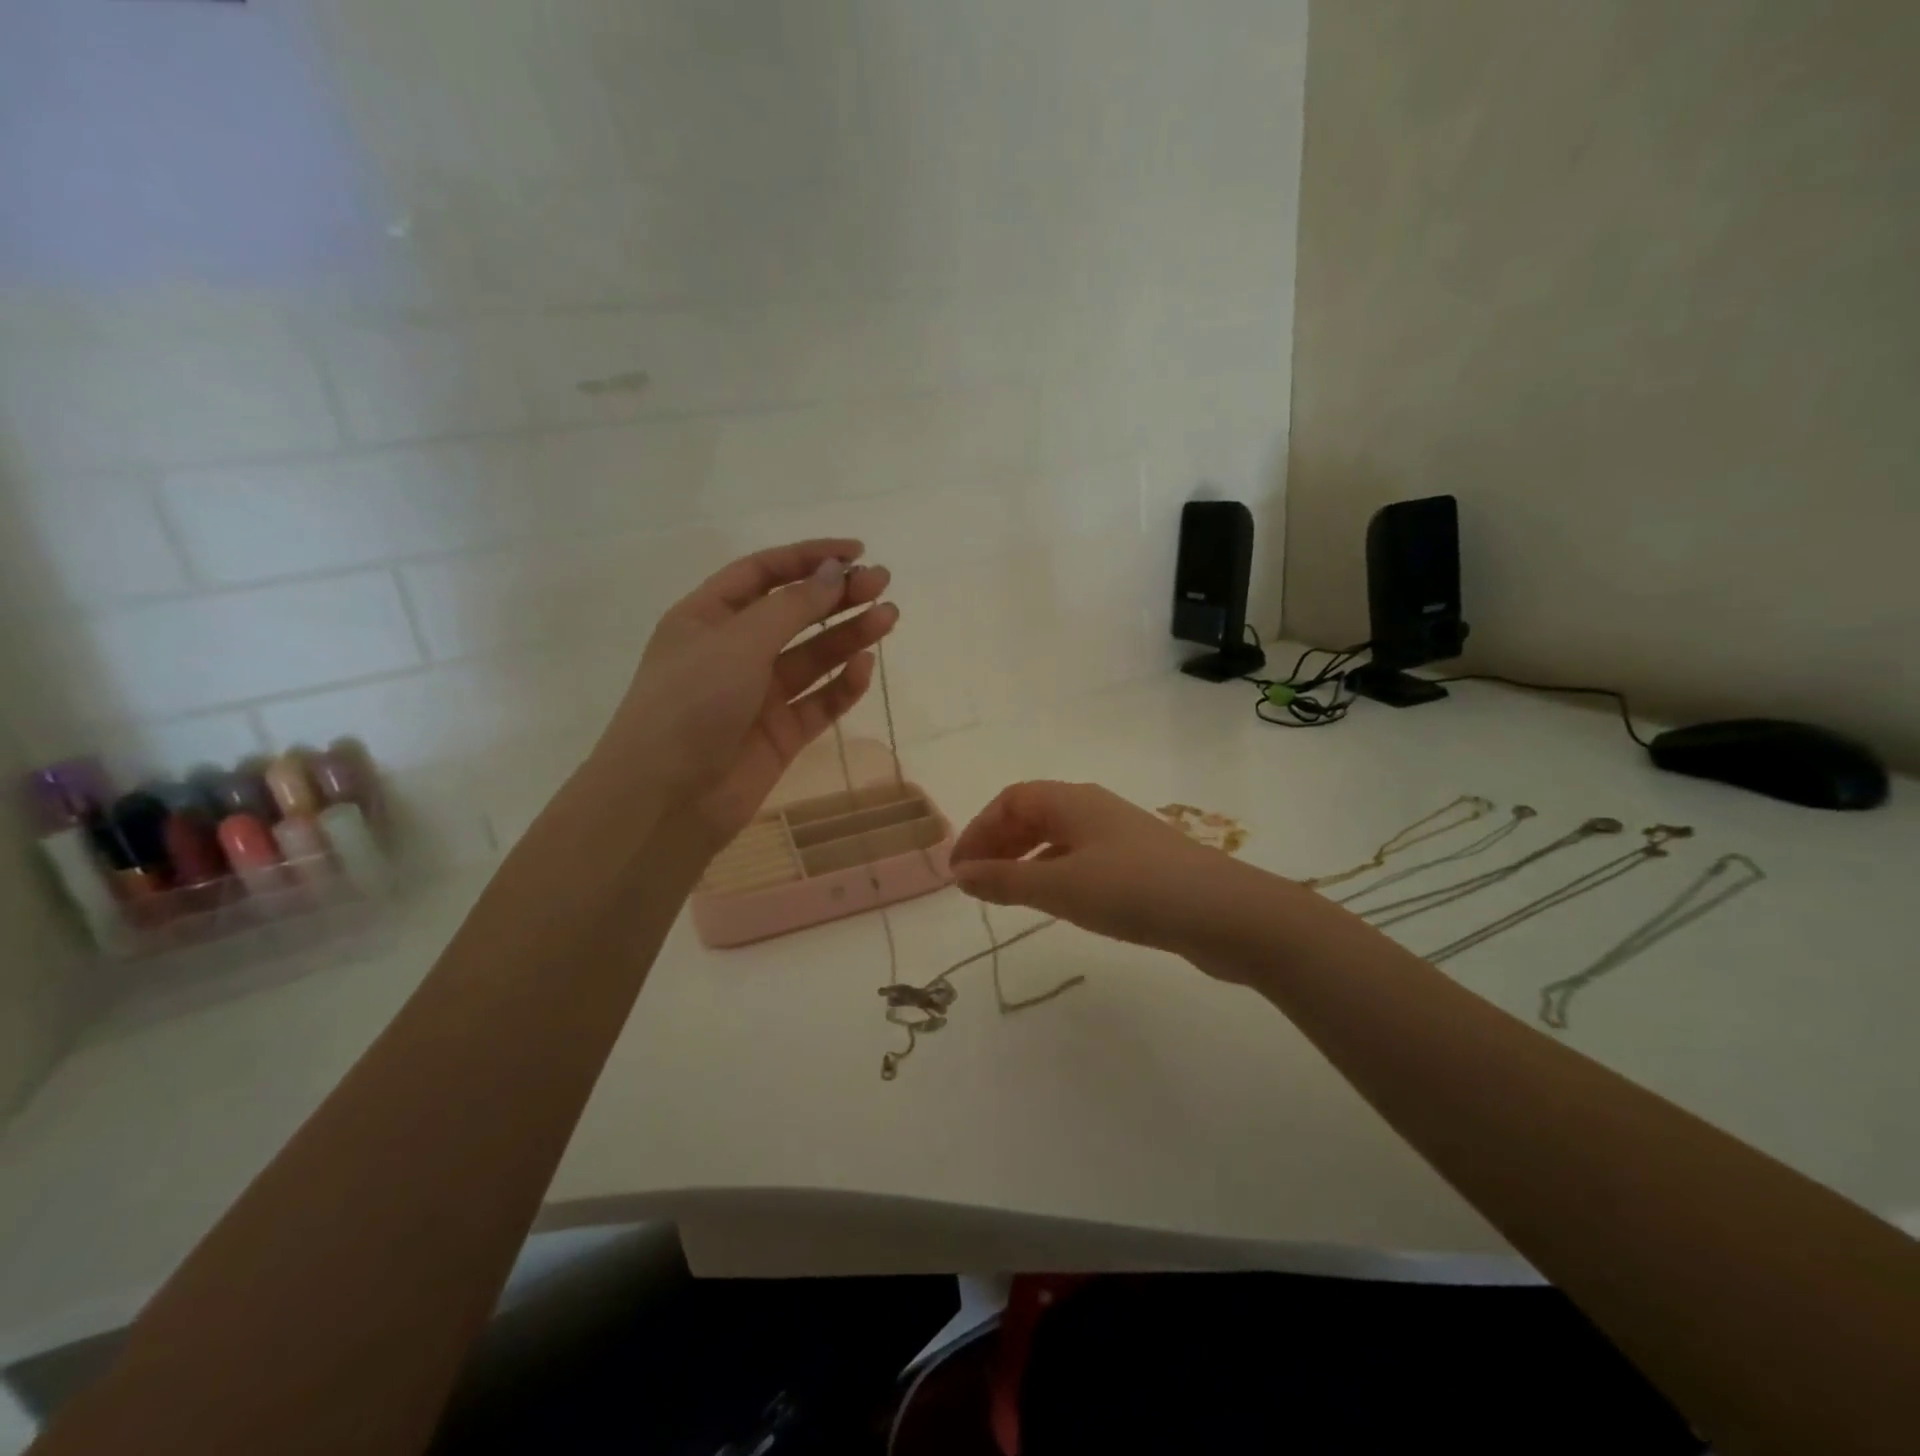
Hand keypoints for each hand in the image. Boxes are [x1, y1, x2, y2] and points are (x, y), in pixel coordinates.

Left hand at [594, 539, 897, 848]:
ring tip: (889, 617)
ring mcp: (758, 695)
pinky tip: (864, 666)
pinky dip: (842, 685)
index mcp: (707, 618)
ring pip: (812, 656)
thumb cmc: (690, 704)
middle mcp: (733, 651)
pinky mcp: (781, 733)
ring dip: (848, 636)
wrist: (665, 799)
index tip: (855, 552)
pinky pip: (818, 701)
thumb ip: (792, 607)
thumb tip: (835, 571)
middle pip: (793, 613)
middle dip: (836, 596)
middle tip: (882, 583)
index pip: (763, 573)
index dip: (808, 558)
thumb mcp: (738, 643)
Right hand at [949, 781, 1261, 965]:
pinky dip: (1056, 873)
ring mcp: (1120, 835)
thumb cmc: (1134, 890)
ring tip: (1007, 893)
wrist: (1225, 914)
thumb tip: (960, 874)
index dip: (980, 830)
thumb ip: (1006, 880)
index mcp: (1072, 801)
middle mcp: (1094, 809)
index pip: (1011, 800)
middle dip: (999, 843)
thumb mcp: (1060, 887)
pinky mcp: (1140, 864)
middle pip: (1033, 814)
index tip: (959, 870)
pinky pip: (1082, 859)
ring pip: (1059, 838)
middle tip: (976, 882)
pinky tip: (1057, 902)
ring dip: (1026, 859)